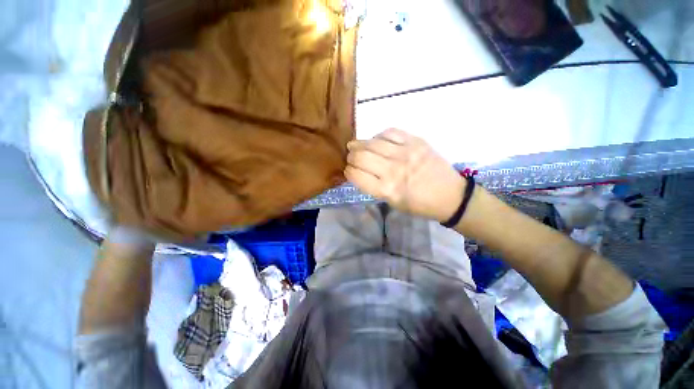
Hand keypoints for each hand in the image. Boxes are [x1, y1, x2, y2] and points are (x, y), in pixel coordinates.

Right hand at [345, 128, 464, 221]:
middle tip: (351, 157)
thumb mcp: (393, 202)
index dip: (348, 172)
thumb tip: (360, 171)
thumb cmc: (419, 204)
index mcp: (387, 190)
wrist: (450, 195)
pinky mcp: (416, 142)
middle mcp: (393, 170)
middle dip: (351, 157)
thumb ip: (374, 187)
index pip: (356, 175)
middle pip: (361, 157)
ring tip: (356, 145)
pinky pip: (390, 132)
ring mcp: (405, 153)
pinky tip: (376, 140)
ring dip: (359, 144)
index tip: (348, 170)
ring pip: (372, 142)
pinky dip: (379, 136)